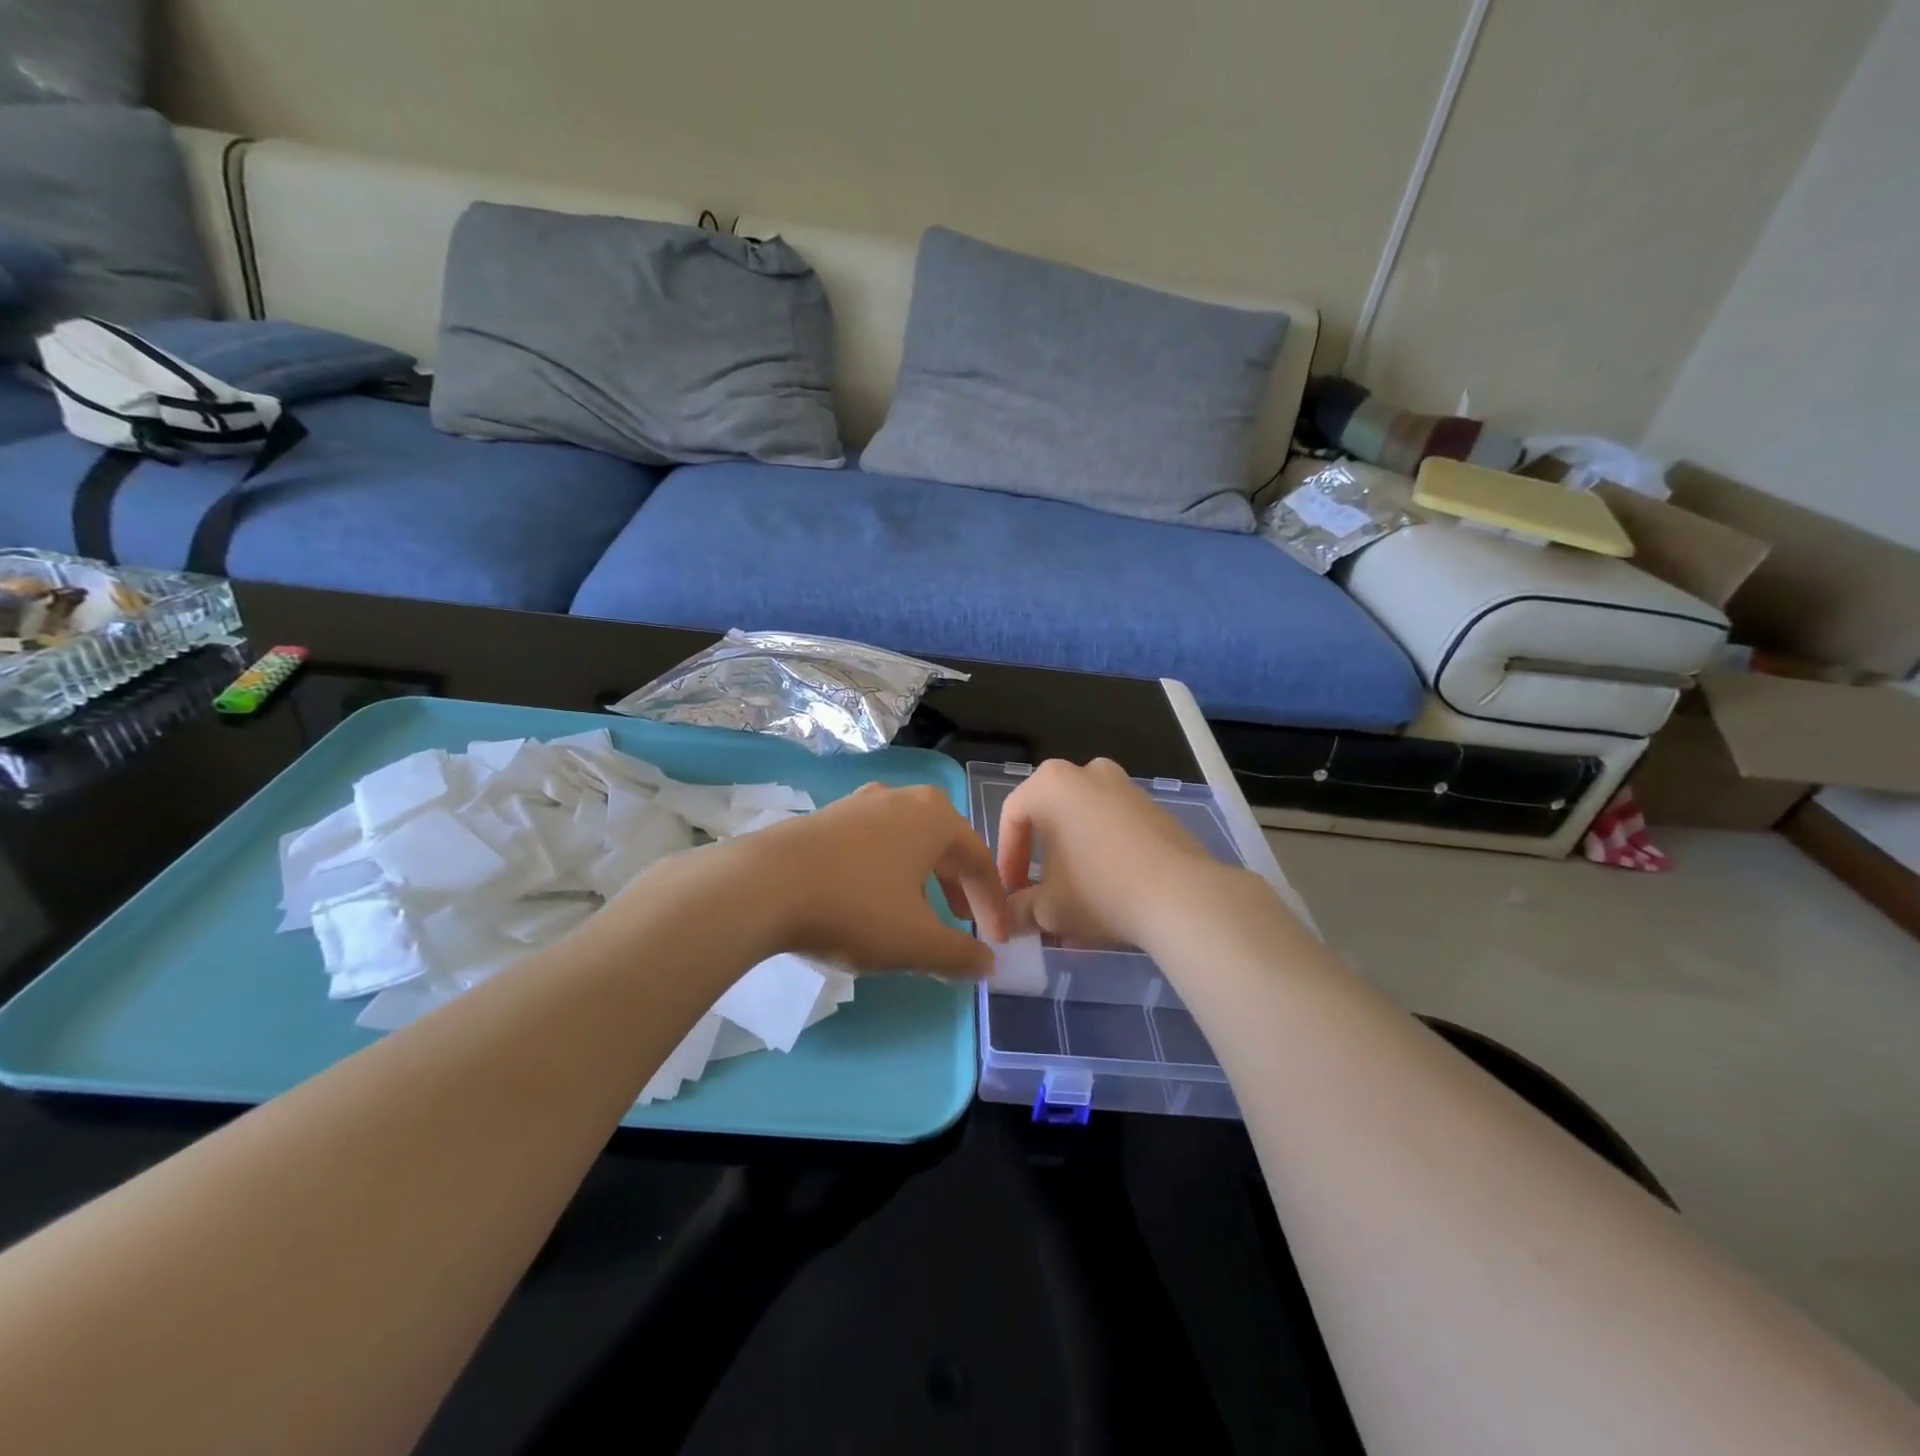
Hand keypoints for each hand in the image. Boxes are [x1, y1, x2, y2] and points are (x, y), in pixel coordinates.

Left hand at [743, 783, 1011, 976]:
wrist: (762, 886)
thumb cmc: (855, 908)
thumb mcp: (916, 942)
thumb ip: (960, 956)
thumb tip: (987, 965)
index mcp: (935, 817)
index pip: (980, 862)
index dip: (993, 904)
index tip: (998, 940)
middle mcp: (901, 799)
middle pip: (945, 845)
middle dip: (959, 888)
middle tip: (963, 923)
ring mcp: (859, 803)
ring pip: (907, 842)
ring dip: (923, 879)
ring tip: (920, 913)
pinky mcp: (825, 817)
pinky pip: (873, 843)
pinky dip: (887, 871)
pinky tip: (871, 898)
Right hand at [997, 758, 1237, 949]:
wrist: (1183, 897)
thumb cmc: (1101, 891)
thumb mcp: (1048, 909)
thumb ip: (1019, 910)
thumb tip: (1009, 919)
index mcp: (1051, 783)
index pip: (1013, 817)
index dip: (1007, 859)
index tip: (1011, 893)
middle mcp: (1087, 772)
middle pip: (1050, 816)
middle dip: (1041, 858)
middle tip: (1039, 894)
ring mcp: (1125, 786)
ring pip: (1084, 821)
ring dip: (1073, 857)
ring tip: (1075, 898)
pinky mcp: (1154, 808)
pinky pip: (1114, 827)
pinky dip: (1103, 853)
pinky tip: (1109, 891)